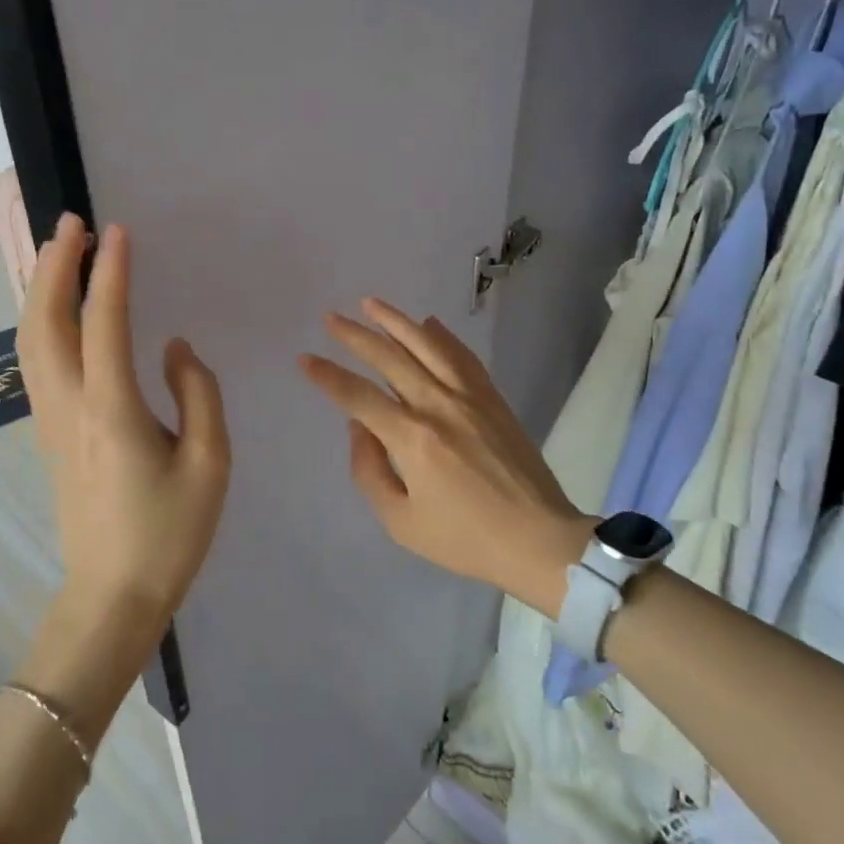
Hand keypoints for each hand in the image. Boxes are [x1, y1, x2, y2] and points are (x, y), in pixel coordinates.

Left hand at [17, 215, 231, 636]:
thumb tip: (173, 348)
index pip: (104, 323)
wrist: (112, 597)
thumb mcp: (210, 463)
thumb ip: (197, 393)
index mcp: (112, 410)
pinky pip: (34, 361)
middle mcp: (70, 406)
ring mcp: (50, 420)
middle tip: (72, 223)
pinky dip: (38, 320)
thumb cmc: (170, 533)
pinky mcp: (48, 433)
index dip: (110, 272)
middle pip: (45, 321)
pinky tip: (53, 308)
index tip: (118, 230)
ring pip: (30, 340)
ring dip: (40, 289)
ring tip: (57, 251)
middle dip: (54, 266)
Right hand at [300, 299, 592, 617]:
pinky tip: (429, 323)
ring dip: (396, 321)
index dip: (328, 376)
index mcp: (412, 439)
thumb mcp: (401, 522)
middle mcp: (438, 406)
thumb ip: (370, 471)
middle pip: (390, 359)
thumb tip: (359, 427)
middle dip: (355, 336)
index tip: (304, 358)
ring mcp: (469, 397)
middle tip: (330, 318)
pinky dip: (443, 336)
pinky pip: (463, 357)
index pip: (359, 396)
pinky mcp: (492, 398)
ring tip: (370, 303)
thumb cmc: (465, 539)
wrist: (538, 540)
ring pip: (427, 346)